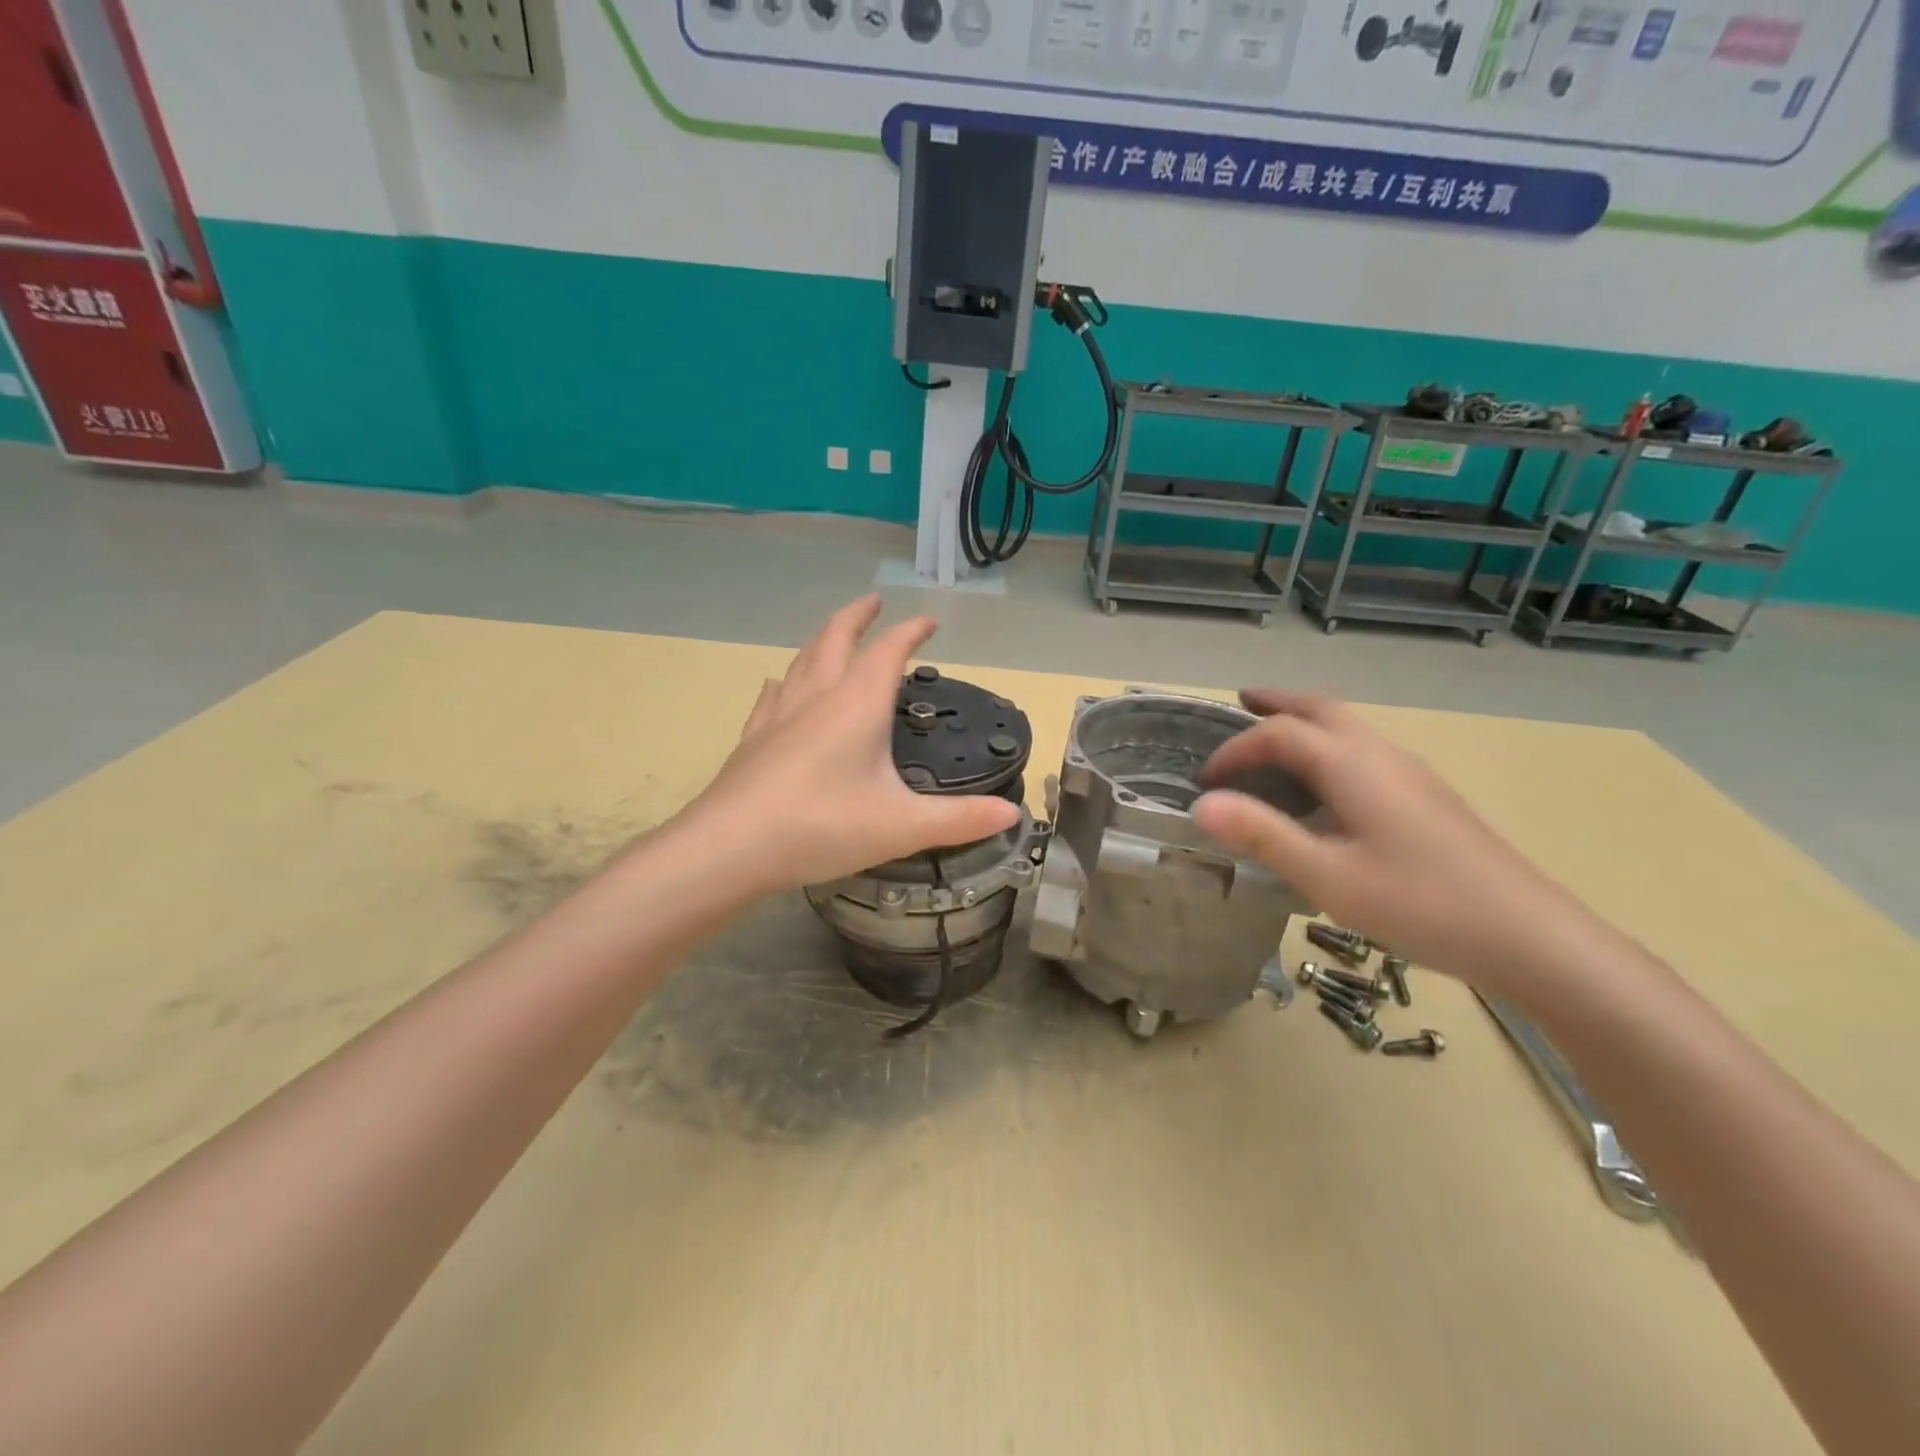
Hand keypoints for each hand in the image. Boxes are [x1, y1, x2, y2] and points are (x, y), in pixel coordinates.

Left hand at [683, 596, 1019, 892]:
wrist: (730, 848)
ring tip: (834, 635)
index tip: (928, 621)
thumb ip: (960, 819)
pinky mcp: (752, 739)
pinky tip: (780, 684)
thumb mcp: (902, 827)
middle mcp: (817, 698)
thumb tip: (1013, 815)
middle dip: (858, 616)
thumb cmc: (822, 827)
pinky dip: (785, 681)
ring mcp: (779, 716)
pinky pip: (772, 696)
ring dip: (822, 639)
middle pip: (837, 638)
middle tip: (873, 601)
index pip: (889, 651)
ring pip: (803, 660)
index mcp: (857, 706)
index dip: (911, 631)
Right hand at [1193, 691, 1597, 988]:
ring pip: (1348, 728)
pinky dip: (1328, 747)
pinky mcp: (1427, 797)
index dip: (1235, 750)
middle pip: (1322, 709)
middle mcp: (1381, 755)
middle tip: (1241, 701)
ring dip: (1305, 722)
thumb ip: (1263, 835)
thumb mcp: (1327, 875)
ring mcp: (1411, 774)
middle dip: (1277, 702)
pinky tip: (1324, 787)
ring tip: (1273, 739)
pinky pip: (1364, 751)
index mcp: (1352, 765)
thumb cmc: (1420, 903)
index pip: (1279, 734)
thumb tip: (1202, 804)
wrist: (1529, 936)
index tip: (1205, 781)